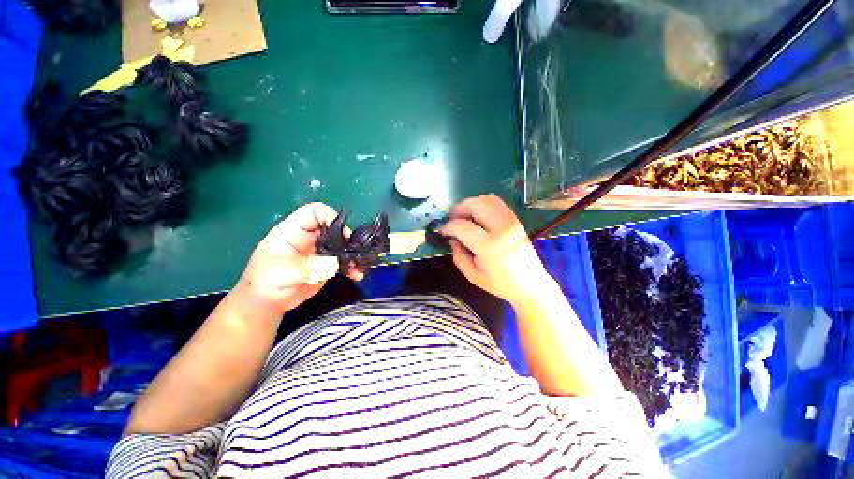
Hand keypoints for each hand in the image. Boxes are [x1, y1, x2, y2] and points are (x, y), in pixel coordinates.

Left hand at [233, 203, 362, 318]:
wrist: (266, 303)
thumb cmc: (264, 284)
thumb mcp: (280, 274)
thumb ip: (306, 268)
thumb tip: (334, 264)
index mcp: (294, 231)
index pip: (315, 212)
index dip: (331, 217)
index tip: (343, 235)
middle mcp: (310, 237)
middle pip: (334, 227)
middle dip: (348, 239)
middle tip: (355, 253)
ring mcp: (320, 250)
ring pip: (342, 244)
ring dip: (353, 254)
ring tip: (359, 267)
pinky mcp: (327, 264)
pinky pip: (344, 260)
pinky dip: (352, 266)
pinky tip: (357, 275)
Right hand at [441, 194, 552, 305]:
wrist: (531, 285)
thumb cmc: (501, 284)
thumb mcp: (473, 275)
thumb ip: (458, 256)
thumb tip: (453, 239)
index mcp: (489, 246)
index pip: (462, 226)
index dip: (448, 226)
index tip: (442, 231)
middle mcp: (501, 228)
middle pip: (476, 204)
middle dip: (459, 209)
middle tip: (452, 219)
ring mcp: (511, 222)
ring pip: (487, 199)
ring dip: (472, 204)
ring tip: (465, 216)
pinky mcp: (516, 220)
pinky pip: (498, 203)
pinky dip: (484, 204)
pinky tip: (479, 216)